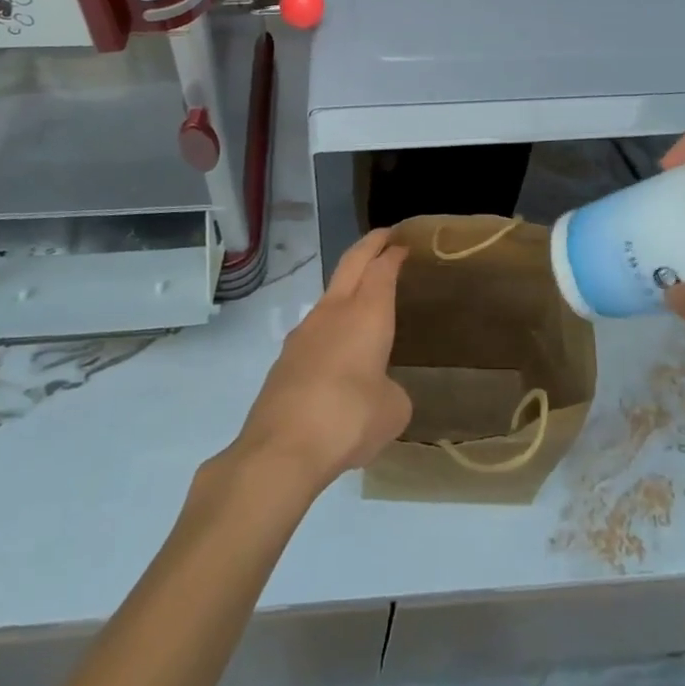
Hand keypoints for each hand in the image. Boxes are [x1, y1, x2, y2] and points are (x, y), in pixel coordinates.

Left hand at [228, 230, 411, 493]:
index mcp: (367, 312)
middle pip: (352, 262)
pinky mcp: (285, 358)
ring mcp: (304, 331)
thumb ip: (392, 391)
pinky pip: (315, 329)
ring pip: (330, 294)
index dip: (393, 253)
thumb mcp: (393, 410)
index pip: (382, 267)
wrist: (281, 448)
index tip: (403, 244)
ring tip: (364, 300)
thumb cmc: (349, 418)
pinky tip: (338, 353)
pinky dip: (331, 326)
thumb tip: (380, 391)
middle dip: (370, 245)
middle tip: (385, 237)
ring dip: (348, 286)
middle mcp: (335, 311)